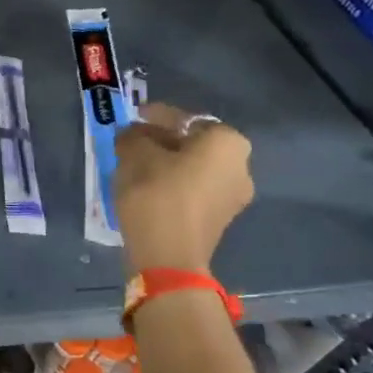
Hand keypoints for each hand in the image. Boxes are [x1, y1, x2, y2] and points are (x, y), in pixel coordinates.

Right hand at [114, 101, 253, 274]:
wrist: (168, 256)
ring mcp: (234, 196)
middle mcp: (240, 166)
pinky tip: (146, 187)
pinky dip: (172, 183)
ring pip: (193, 167)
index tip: (132, 118)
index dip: (155, 116)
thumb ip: (133, 136)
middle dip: (162, 140)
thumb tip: (133, 135)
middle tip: (131, 142)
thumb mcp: (134, 155)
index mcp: (227, 143)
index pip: (186, 118)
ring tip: (134, 165)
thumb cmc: (156, 194)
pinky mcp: (219, 219)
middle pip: (193, 143)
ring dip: (166, 163)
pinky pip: (194, 189)